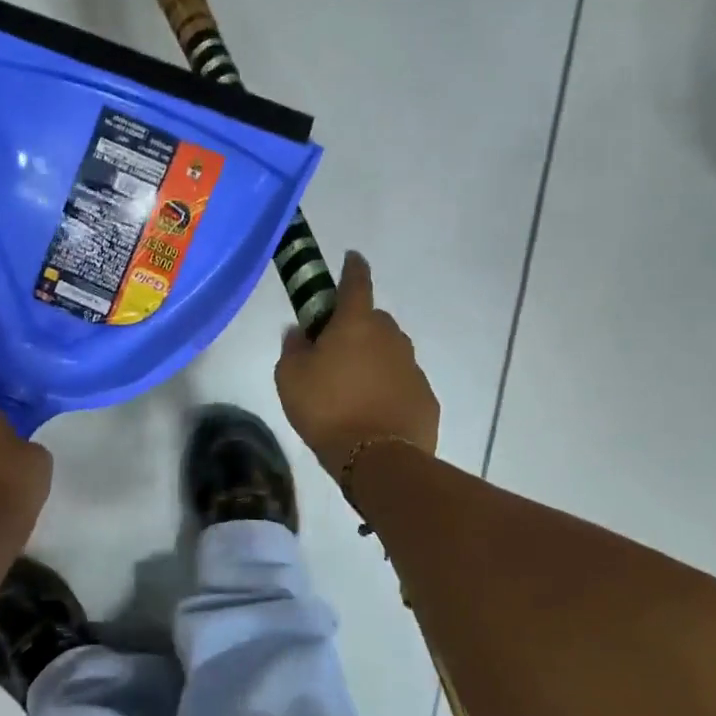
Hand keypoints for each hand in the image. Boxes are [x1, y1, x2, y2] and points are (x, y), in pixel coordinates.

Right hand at [275, 251, 438, 480]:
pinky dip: (388, 388)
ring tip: (352, 390)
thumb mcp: (290, 378)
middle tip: (335, 352)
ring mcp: (412, 367)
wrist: (377, 458)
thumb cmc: (327, 409)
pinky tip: (373, 412)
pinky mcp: (426, 396)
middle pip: (373, 320)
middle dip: (356, 327)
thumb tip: (300, 332)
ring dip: (373, 360)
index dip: (352, 267)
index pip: (356, 282)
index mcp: (356, 323)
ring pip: (389, 352)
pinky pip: (401, 382)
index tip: (351, 257)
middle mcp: (390, 337)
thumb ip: (293, 348)